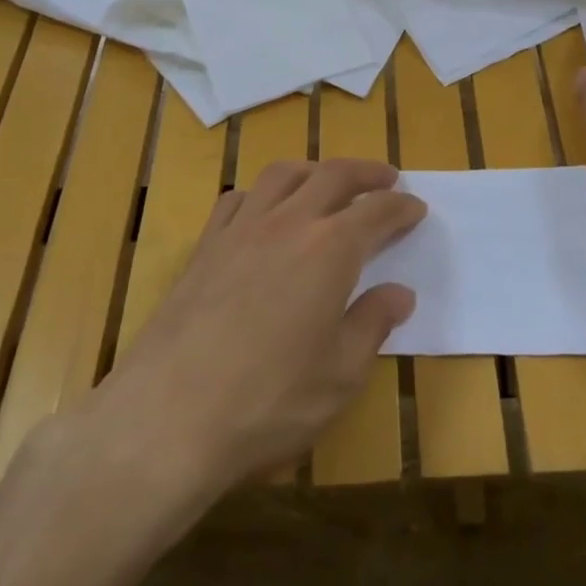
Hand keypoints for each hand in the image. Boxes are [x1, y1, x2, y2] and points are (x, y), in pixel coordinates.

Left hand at [99, 158, 424, 493]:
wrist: (169, 415)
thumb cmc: (269, 401)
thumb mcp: (340, 375)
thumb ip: (372, 324)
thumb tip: (399, 293)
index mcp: (331, 249)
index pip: (377, 212)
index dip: (401, 207)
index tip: (416, 207)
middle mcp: (288, 223)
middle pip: (333, 176)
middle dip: (366, 172)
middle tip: (386, 178)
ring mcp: (241, 229)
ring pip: (283, 175)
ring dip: (314, 170)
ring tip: (328, 182)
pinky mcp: (205, 246)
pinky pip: (239, 199)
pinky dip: (263, 193)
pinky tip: (265, 210)